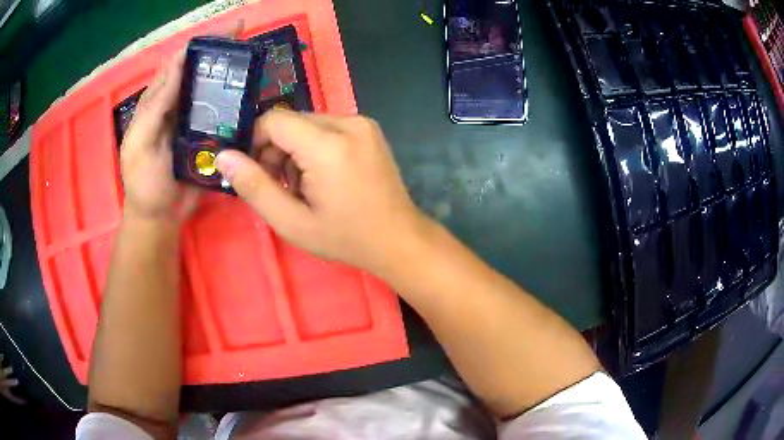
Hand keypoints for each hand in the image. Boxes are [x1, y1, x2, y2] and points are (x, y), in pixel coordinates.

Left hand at [119, 20, 243, 223]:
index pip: (179, 62)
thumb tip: (176, 65)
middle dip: (223, 52)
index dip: (203, 42)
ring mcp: (195, 120)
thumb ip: (153, 109)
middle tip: (250, 41)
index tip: (231, 30)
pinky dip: (238, 104)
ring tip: (256, 64)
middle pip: (201, 70)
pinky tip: (252, 98)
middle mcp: (179, 104)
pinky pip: (225, 116)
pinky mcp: (210, 137)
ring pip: (215, 90)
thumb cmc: (144, 184)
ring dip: (233, 75)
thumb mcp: (139, 145)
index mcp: (159, 101)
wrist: (160, 218)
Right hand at [215, 111, 429, 273]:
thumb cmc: (345, 238)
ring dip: (295, 150)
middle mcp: (349, 123)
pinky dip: (315, 147)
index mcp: (329, 145)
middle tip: (282, 187)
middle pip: (291, 121)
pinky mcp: (369, 129)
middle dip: (276, 150)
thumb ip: (254, 187)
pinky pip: (328, 127)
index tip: (255, 173)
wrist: (399, 239)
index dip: (255, 142)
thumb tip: (223, 157)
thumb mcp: (292, 222)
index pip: (273, 120)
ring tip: (305, 187)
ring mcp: (363, 123)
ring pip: (308, 124)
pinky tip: (323, 176)